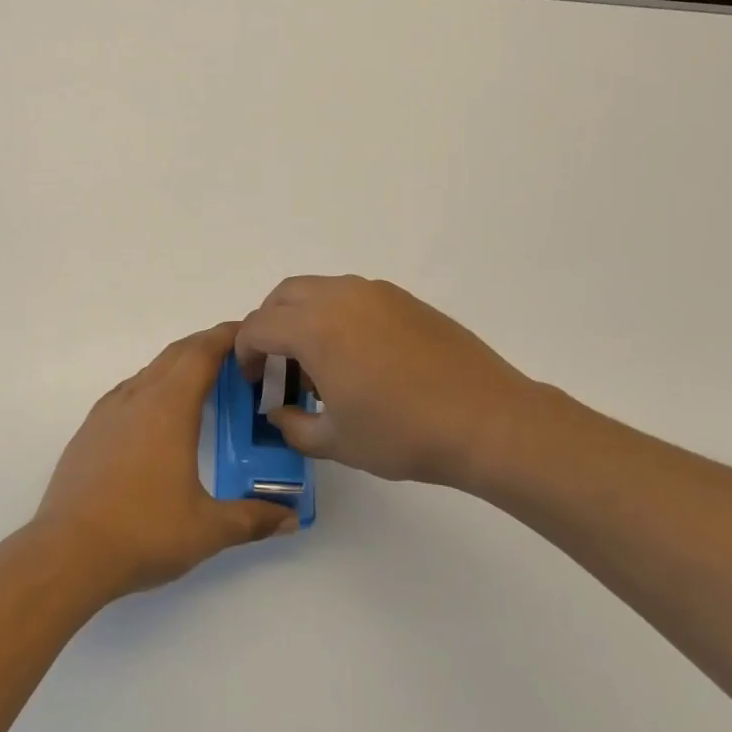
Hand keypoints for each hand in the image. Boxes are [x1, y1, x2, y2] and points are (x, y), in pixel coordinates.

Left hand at [34, 322, 297, 599]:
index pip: (202, 353)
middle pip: (176, 354)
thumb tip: (291, 519)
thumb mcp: (207, 530)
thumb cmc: (143, 532)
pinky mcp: (89, 430)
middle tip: (235, 355)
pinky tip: (157, 416)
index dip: (227, 336)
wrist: (67, 552)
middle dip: (206, 346)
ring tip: (202, 384)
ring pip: (149, 371)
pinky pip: (128, 392)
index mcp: (169, 407)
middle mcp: (137, 397)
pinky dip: (152, 387)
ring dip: (178, 366)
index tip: (249, 332)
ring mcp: (108, 411)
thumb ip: (252, 519)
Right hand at [236, 275, 559, 487]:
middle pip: (283, 295)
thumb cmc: (403, 433)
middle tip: (278, 366)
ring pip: (319, 290)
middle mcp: (339, 296)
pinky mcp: (404, 298)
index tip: (252, 381)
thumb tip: (278, 412)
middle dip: (269, 326)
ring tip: (320, 363)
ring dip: (303, 317)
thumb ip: (293, 425)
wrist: (487, 420)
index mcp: (314, 327)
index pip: (258, 326)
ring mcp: (375, 293)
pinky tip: (358, 356)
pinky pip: (352, 296)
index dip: (244, 353)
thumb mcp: (336, 441)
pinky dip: (337, 315)